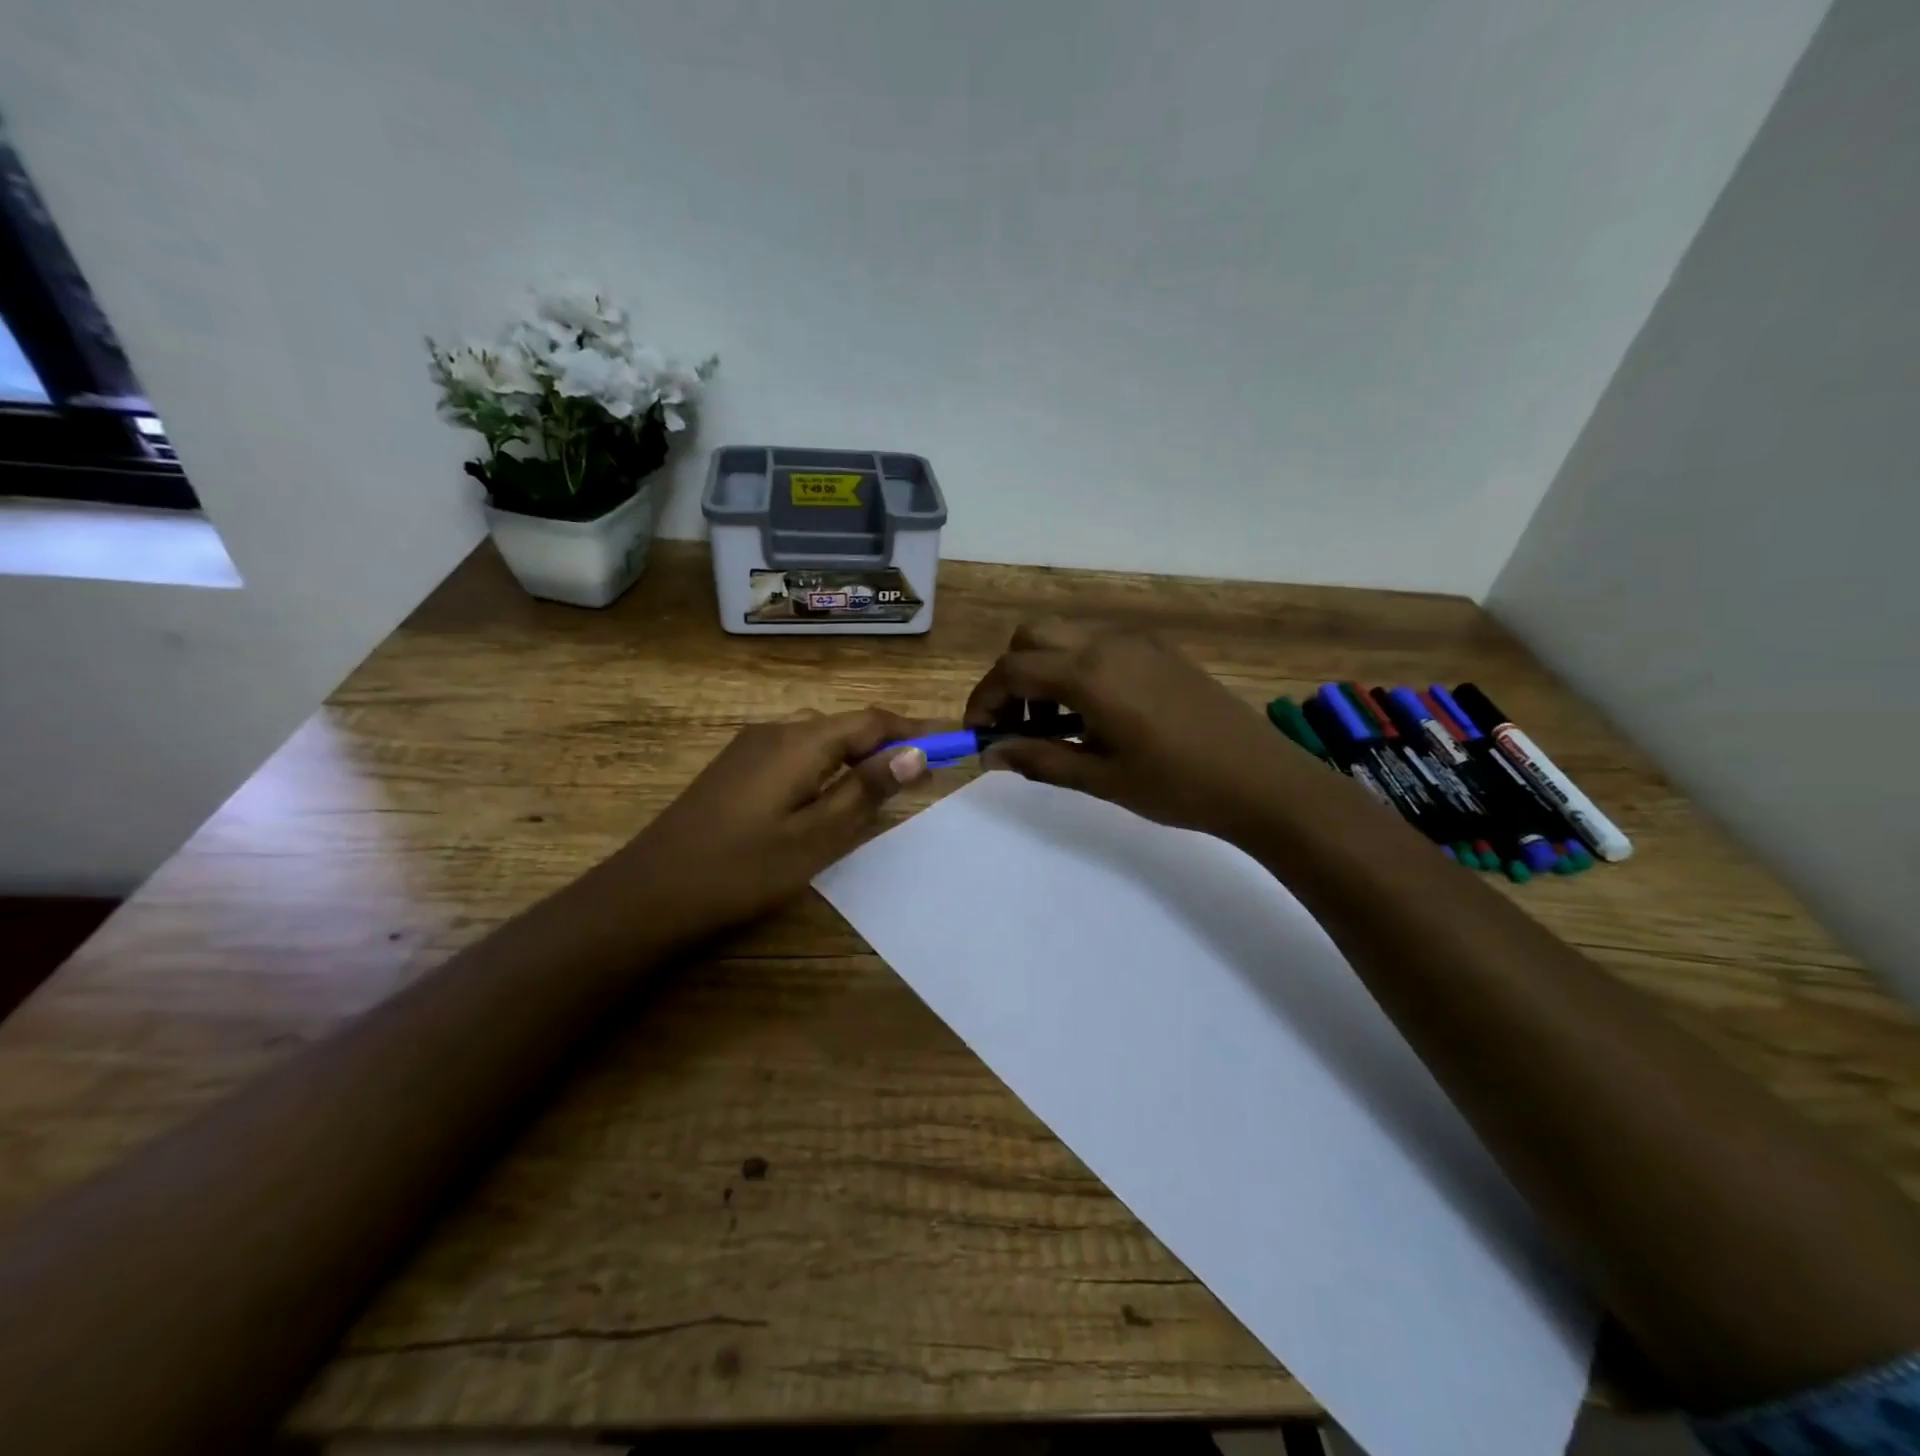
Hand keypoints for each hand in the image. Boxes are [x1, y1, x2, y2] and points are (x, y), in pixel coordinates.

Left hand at [623, 708, 930, 934]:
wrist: (650, 893)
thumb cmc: (743, 869)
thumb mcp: (817, 836)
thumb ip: (867, 791)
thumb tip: (915, 753)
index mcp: (800, 741)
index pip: (872, 722)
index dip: (915, 731)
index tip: (954, 743)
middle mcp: (775, 731)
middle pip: (846, 726)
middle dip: (888, 744)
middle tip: (923, 776)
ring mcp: (749, 748)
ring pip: (820, 739)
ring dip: (857, 756)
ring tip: (884, 788)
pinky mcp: (735, 768)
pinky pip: (796, 754)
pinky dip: (827, 767)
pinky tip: (828, 798)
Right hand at [963, 622, 1306, 843]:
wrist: (1261, 780)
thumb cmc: (1176, 785)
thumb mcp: (1100, 778)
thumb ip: (1039, 759)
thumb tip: (990, 754)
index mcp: (1089, 674)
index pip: (1011, 670)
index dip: (984, 701)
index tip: (978, 736)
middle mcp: (1107, 643)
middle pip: (1031, 637)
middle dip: (1010, 677)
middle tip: (1016, 726)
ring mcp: (1137, 641)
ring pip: (1065, 636)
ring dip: (1043, 670)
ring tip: (1054, 725)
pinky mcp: (1159, 649)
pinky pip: (1098, 643)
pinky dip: (1075, 667)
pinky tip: (1092, 712)